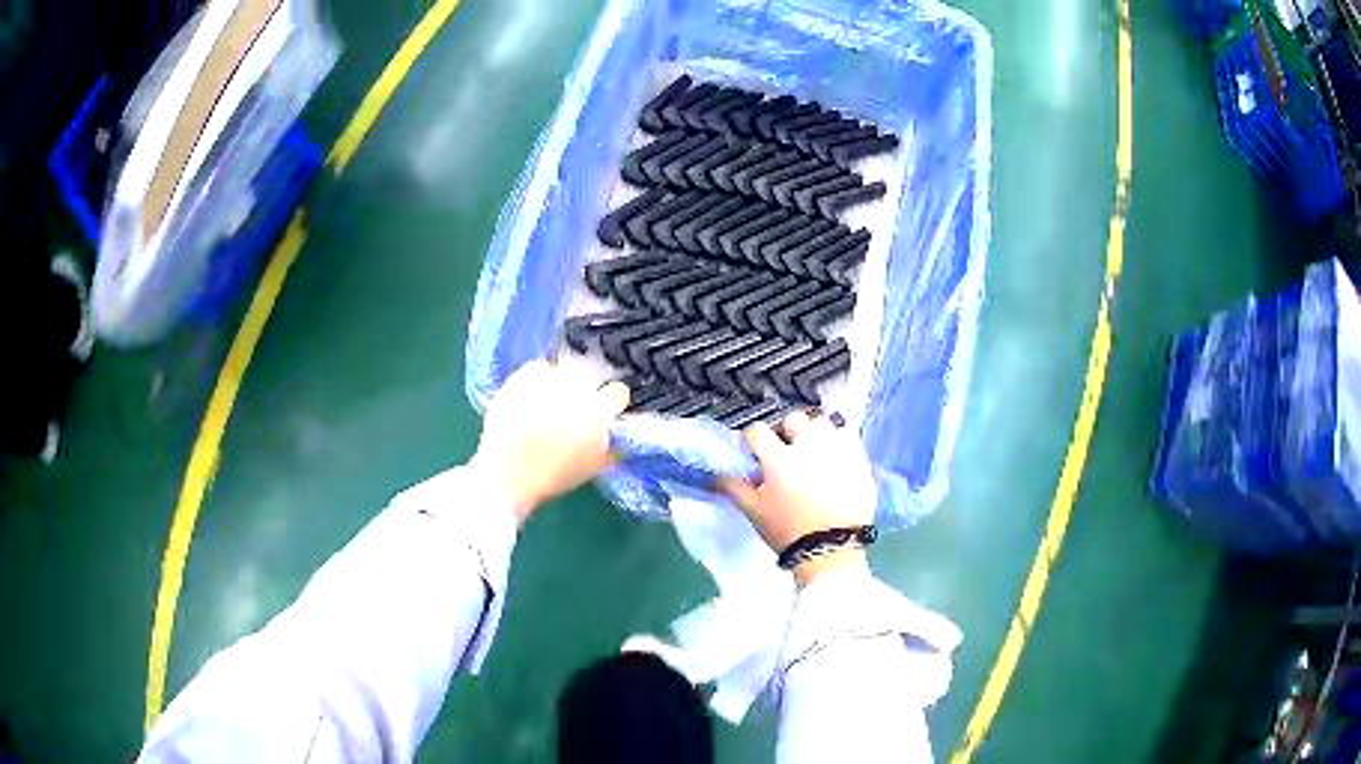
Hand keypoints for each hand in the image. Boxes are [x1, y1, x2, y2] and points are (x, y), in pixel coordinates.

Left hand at [470, 360, 629, 523]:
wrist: (507, 475)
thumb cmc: (553, 476)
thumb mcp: (593, 467)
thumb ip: (612, 446)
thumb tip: (618, 432)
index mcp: (597, 412)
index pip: (618, 392)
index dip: (613, 402)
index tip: (607, 411)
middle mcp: (574, 389)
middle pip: (592, 375)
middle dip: (589, 388)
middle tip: (579, 406)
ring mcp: (545, 380)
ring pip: (565, 368)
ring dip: (565, 381)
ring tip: (554, 399)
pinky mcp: (520, 378)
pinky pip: (538, 367)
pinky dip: (540, 377)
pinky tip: (535, 393)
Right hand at [720, 410, 876, 585]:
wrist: (831, 550)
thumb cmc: (788, 532)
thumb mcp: (754, 511)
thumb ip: (733, 488)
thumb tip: (715, 475)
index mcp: (778, 458)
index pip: (757, 431)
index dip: (753, 440)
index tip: (754, 451)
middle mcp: (807, 445)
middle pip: (792, 419)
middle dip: (786, 431)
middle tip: (785, 451)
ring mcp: (836, 449)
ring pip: (822, 423)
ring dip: (814, 432)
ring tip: (814, 451)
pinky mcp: (858, 458)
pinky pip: (849, 435)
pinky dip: (840, 441)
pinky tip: (836, 457)